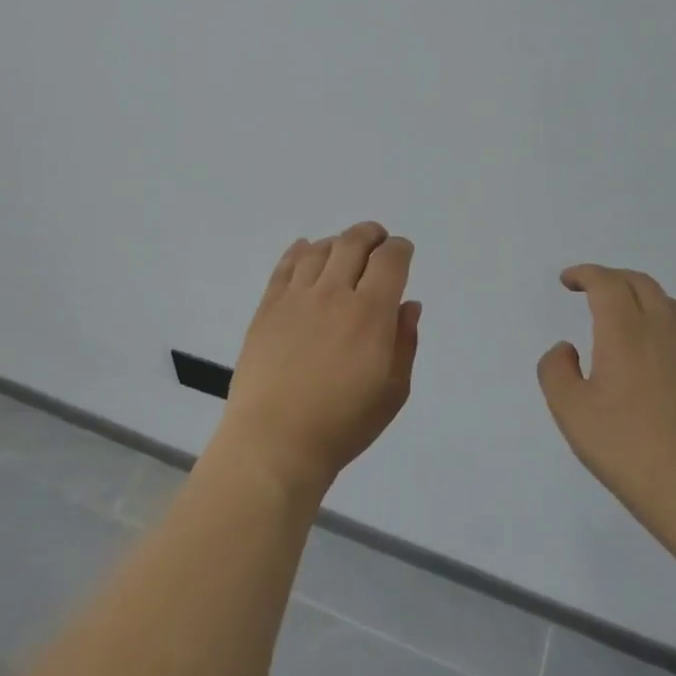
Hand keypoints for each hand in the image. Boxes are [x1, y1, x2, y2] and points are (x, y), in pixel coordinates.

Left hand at [217, 222, 421, 504]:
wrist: (275, 440)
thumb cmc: (343, 424)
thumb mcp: (392, 391)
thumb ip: (404, 342)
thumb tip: (408, 304)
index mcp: (370, 313)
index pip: (389, 260)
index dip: (400, 248)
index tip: (403, 251)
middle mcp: (333, 294)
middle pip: (353, 243)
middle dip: (371, 235)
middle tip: (377, 240)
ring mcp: (296, 298)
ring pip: (319, 250)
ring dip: (337, 242)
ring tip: (343, 250)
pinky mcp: (267, 307)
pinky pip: (285, 266)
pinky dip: (299, 251)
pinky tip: (304, 250)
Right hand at [538, 265, 675, 551]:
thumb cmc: (626, 448)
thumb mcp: (570, 411)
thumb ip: (556, 371)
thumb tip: (567, 349)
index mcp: (625, 333)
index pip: (607, 284)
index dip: (585, 274)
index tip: (568, 281)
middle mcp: (662, 332)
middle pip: (641, 284)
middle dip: (612, 278)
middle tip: (590, 288)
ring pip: (669, 303)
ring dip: (642, 294)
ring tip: (624, 311)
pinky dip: (665, 319)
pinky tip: (656, 344)